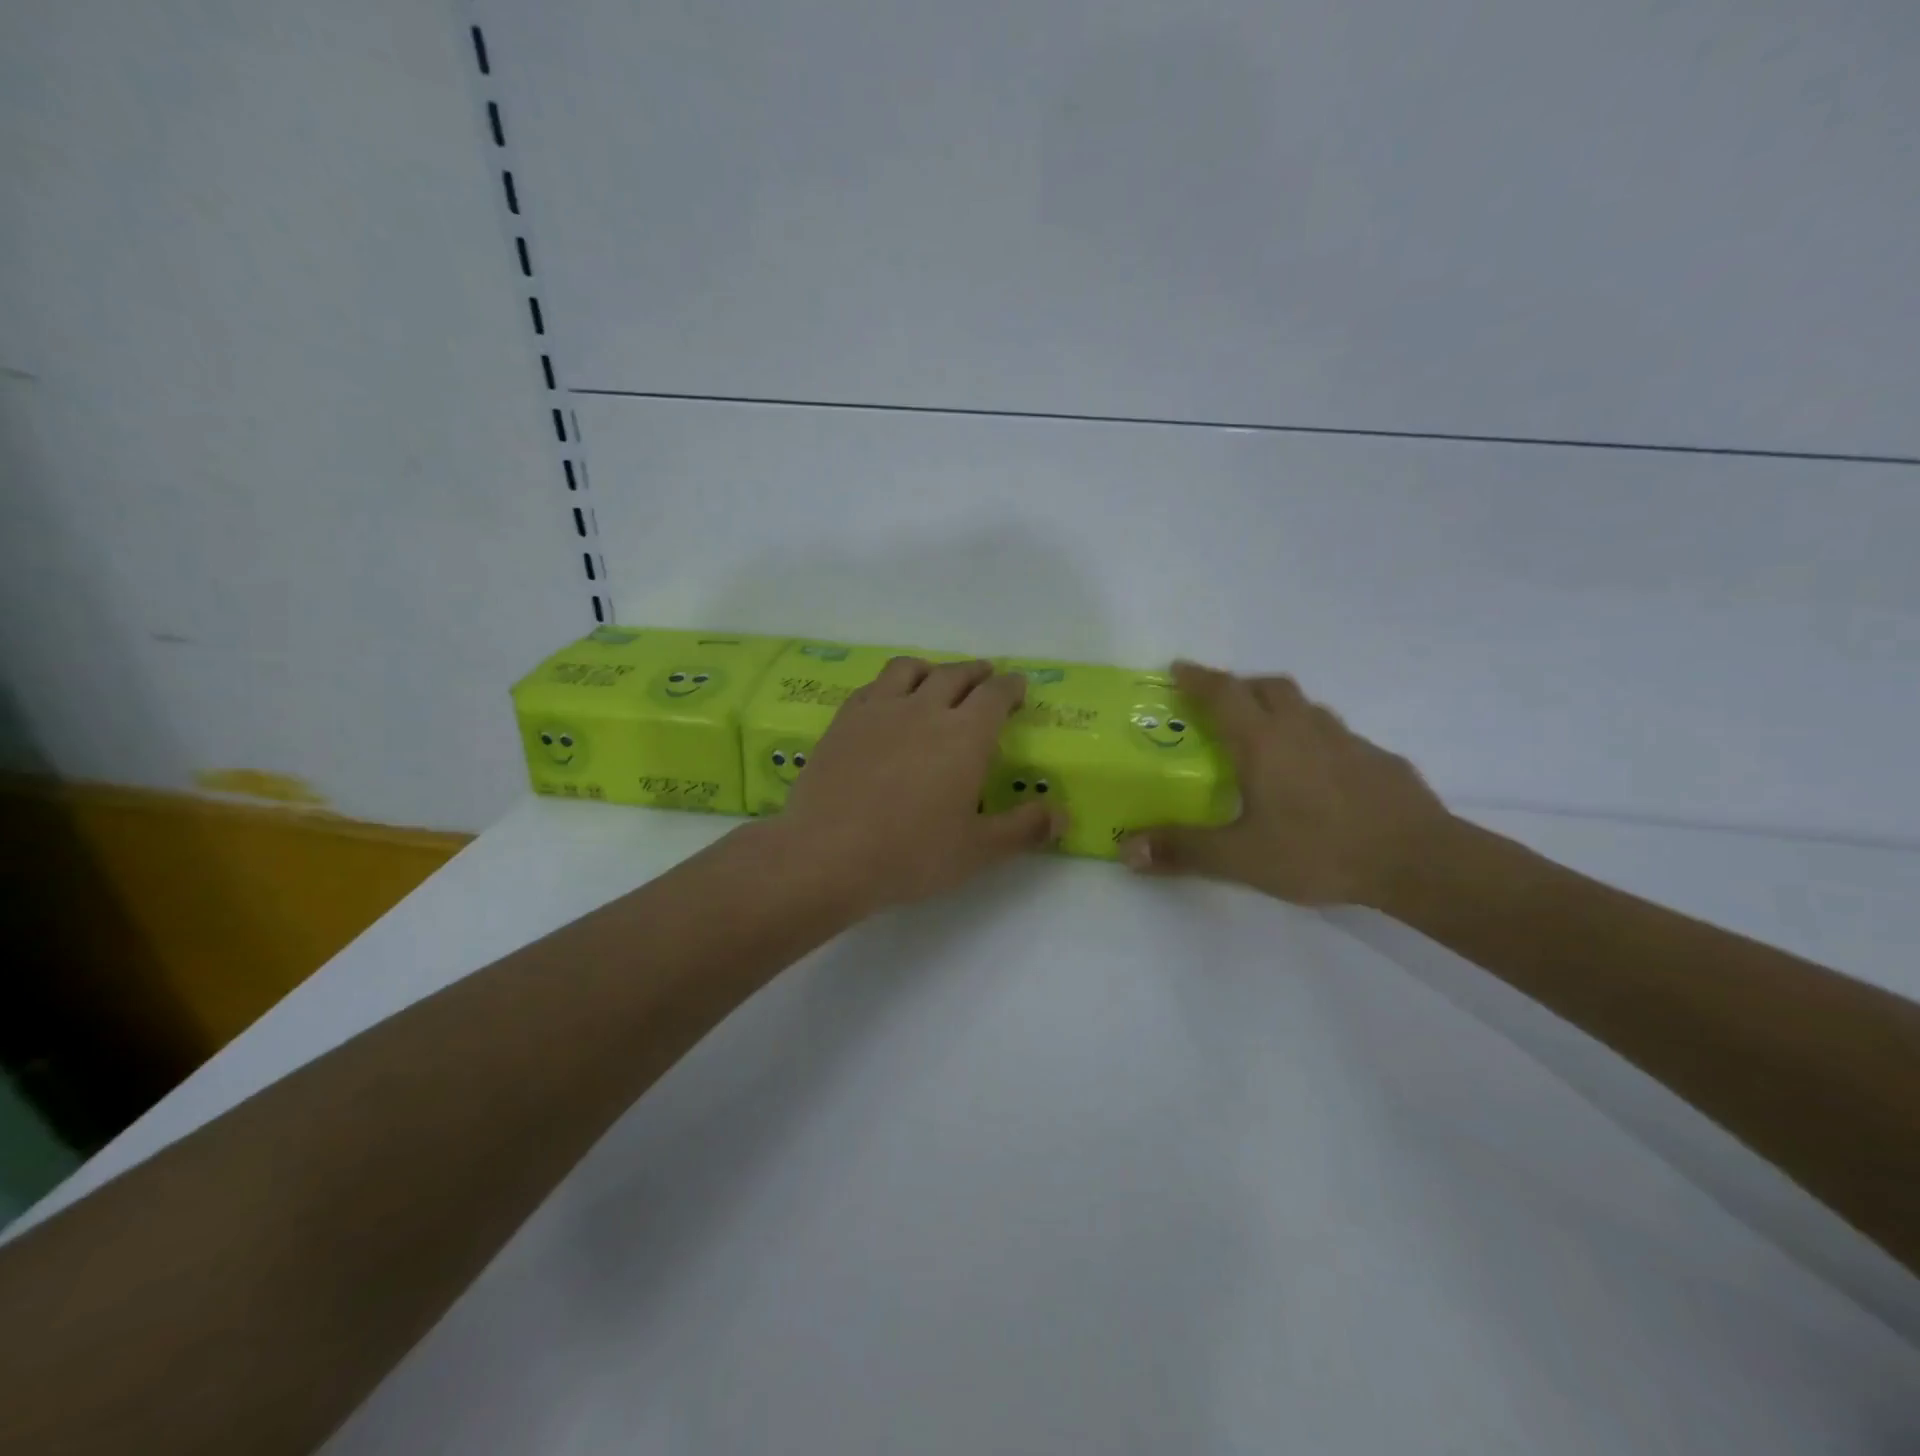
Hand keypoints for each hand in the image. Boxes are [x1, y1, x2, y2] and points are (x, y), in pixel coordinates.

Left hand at [774, 656, 1064, 911]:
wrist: (827, 854)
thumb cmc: (911, 854)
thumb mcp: (977, 850)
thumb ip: (1024, 829)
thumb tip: (1061, 814)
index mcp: (964, 735)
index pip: (995, 695)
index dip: (1011, 687)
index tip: (1018, 686)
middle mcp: (924, 709)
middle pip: (955, 675)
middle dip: (977, 672)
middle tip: (986, 676)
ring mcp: (879, 710)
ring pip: (910, 669)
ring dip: (932, 668)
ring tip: (937, 677)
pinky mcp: (844, 721)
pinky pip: (873, 686)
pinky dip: (890, 684)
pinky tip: (887, 700)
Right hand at [1120, 663, 1449, 906]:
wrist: (1418, 861)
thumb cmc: (1319, 850)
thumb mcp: (1241, 858)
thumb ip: (1184, 850)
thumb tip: (1125, 849)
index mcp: (1264, 741)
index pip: (1223, 693)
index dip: (1198, 678)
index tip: (1177, 668)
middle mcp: (1303, 729)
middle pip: (1268, 687)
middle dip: (1239, 686)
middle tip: (1219, 705)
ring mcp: (1347, 740)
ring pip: (1305, 707)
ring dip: (1278, 709)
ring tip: (1265, 738)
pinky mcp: (1378, 759)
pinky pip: (1335, 735)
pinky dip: (1313, 739)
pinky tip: (1315, 775)